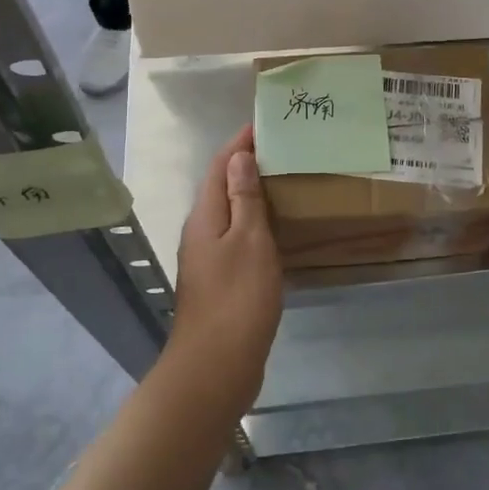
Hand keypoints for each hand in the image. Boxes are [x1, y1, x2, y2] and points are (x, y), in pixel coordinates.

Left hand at [170, 125, 283, 417]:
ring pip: (231, 212)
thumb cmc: (237, 298)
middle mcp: (201, 231)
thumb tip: (238, 155)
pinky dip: (257, 222)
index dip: (239, 142)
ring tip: (287, 180)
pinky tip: (280, 228)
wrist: (216, 367)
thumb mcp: (248, 241)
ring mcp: (209, 258)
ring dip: (253, 193)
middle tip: (285, 148)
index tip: (265, 122)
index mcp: (204, 216)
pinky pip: (238, 237)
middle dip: (247, 164)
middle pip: (222, 186)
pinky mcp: (221, 280)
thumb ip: (244, 197)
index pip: (219, 165)